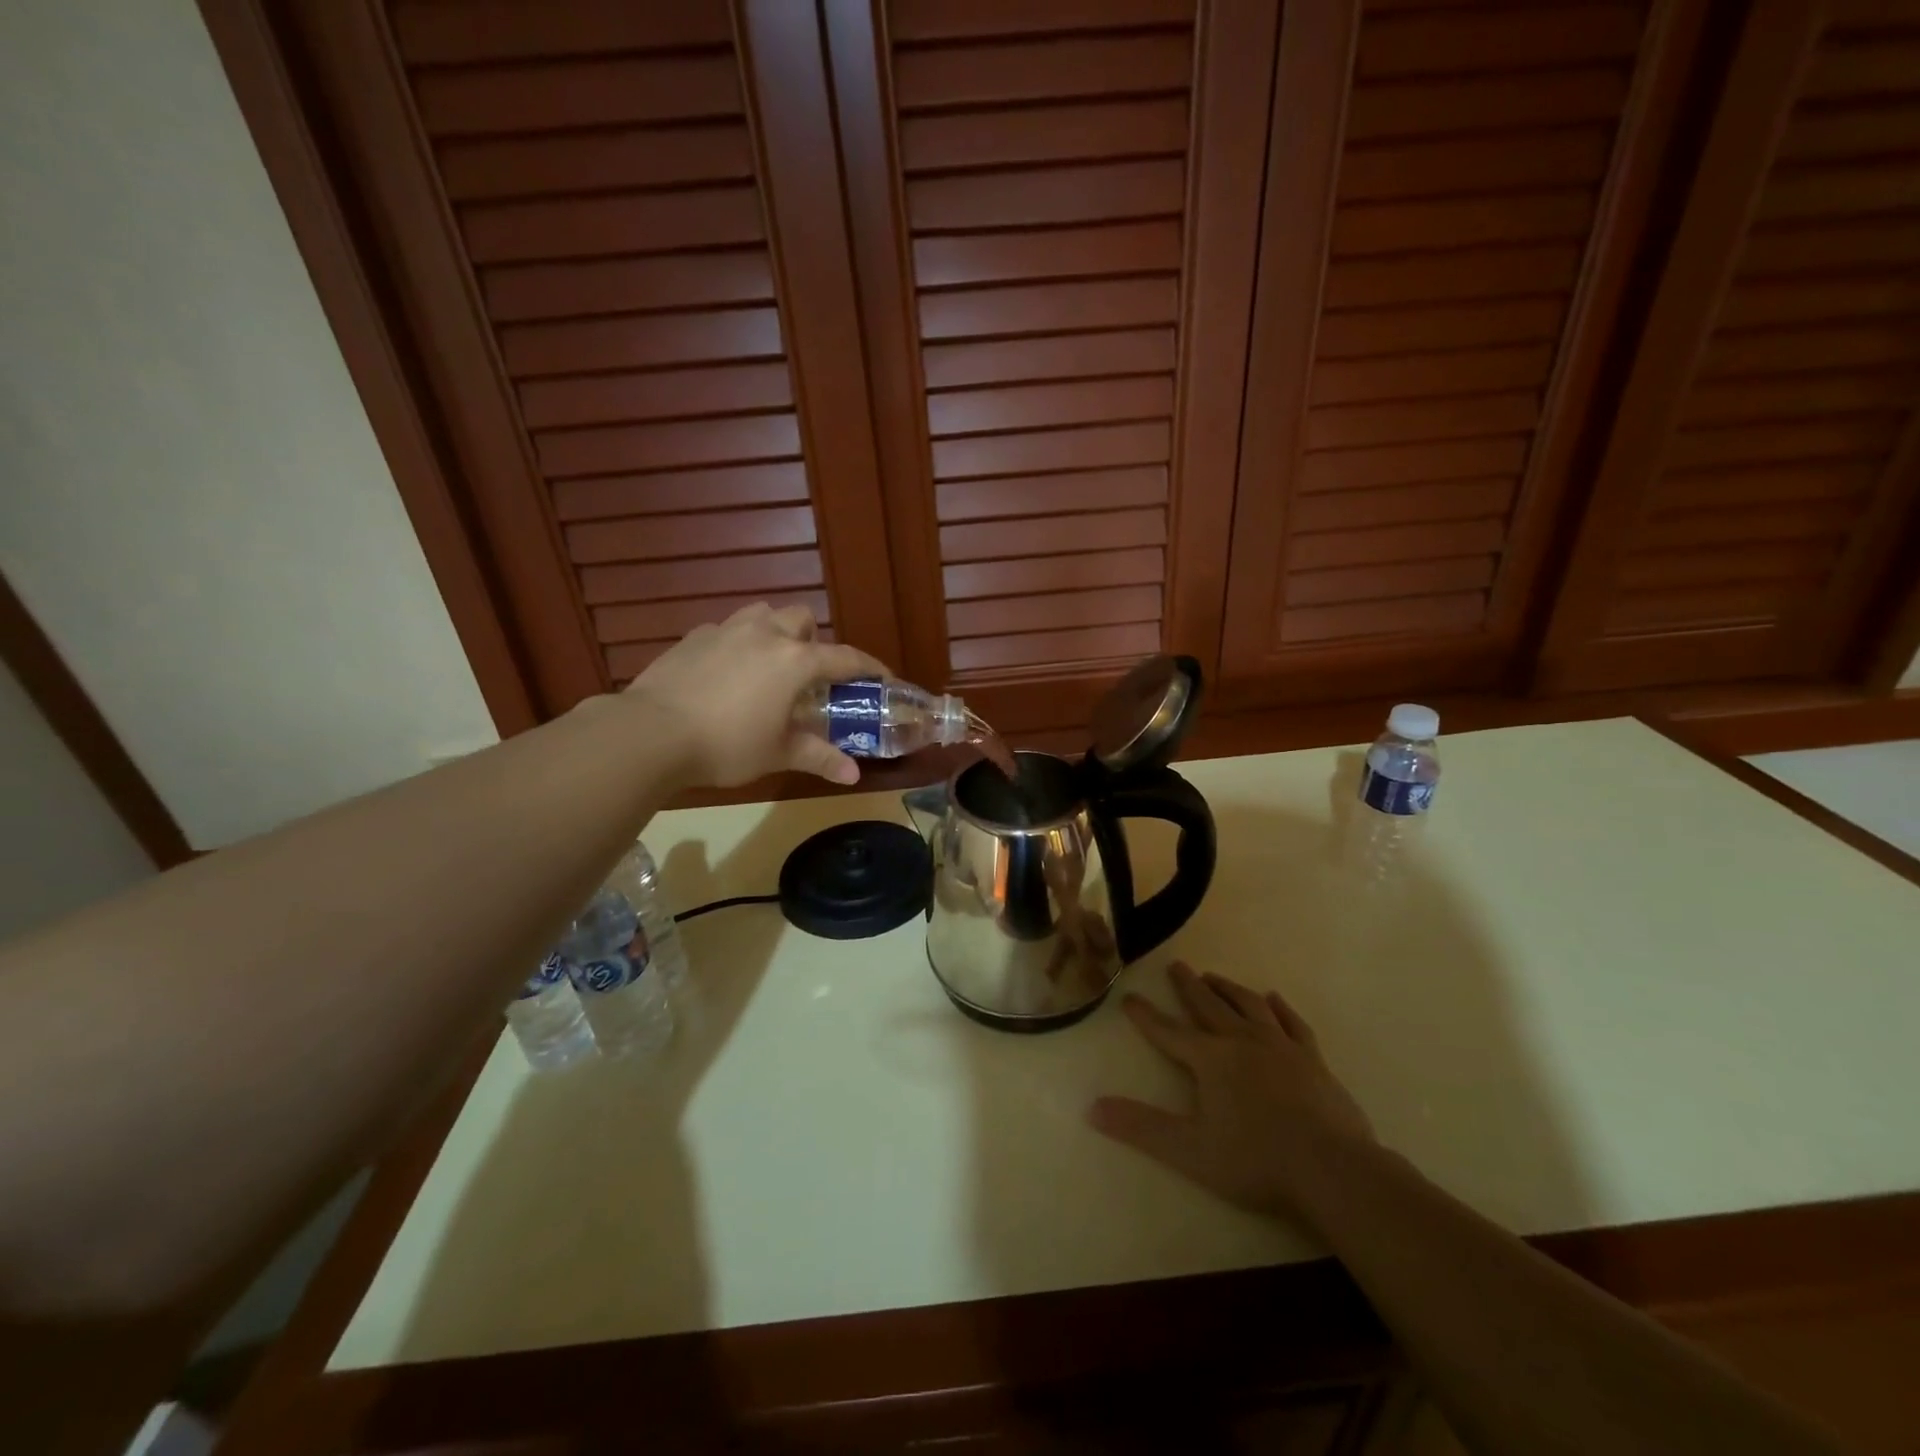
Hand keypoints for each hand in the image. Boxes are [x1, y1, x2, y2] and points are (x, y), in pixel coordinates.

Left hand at [625, 603, 888, 787]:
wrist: (652, 732)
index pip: (845, 658)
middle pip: (801, 618)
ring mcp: (726, 630)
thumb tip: (853, 775)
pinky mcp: (693, 637)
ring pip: (762, 613)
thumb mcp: (778, 754)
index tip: (883, 678)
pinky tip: (725, 672)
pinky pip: (726, 629)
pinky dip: (736, 643)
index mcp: (795, 661)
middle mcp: (766, 634)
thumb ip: (819, 758)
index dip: (869, 668)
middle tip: (807, 674)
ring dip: (774, 631)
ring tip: (767, 664)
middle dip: (812, 640)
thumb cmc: (727, 745)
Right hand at [1090, 962, 1374, 1223]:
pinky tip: (1273, 999)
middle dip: (1188, 986)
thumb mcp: (1190, 1150)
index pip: (1168, 1032)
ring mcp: (1281, 1047)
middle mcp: (1242, 1041)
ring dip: (1228, 989)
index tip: (1129, 997)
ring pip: (1248, 1005)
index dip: (1146, 1016)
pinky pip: (1292, 1023)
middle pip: (1208, 1006)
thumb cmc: (1257, 1161)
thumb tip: (1092, 1108)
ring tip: (1214, 978)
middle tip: (1176, 966)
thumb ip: (1141, 1128)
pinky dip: (1279, 1008)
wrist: (1334, 1171)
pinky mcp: (1313, 1059)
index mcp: (1211, 1060)